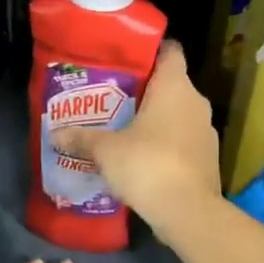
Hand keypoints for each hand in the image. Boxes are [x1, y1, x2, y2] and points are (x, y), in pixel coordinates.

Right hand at [50, 41, 221, 228]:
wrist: (188, 212)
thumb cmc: (147, 165)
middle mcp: (196, 102)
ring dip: (156, 120)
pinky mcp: (209, 158)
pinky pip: (183, 140)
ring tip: (124, 129)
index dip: (150, 50)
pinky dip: (166, 144)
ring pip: (178, 114)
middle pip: (171, 84)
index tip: (127, 59)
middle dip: (145, 90)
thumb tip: (55, 134)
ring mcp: (206, 132)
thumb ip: (82, 138)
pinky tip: (143, 158)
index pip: (170, 51)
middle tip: (113, 97)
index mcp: (175, 87)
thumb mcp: (106, 150)